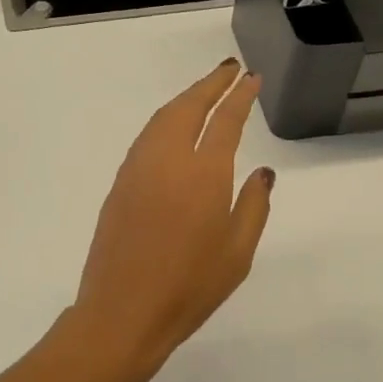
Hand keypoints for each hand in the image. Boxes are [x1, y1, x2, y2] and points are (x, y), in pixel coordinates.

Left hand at [69, 59, 275, 378]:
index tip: (251, 78)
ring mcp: (138, 169)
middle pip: (189, 107)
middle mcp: (168, 160)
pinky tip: (174, 129)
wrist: (122, 312)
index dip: (240, 95)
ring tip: (204, 92)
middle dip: (210, 84)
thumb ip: (253, 205)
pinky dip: (165, 120)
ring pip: (163, 118)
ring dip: (185, 98)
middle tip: (229, 69)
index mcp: (204, 173)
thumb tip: (262, 172)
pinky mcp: (119, 184)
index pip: (225, 120)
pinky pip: (146, 137)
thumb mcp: (238, 252)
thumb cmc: (190, 288)